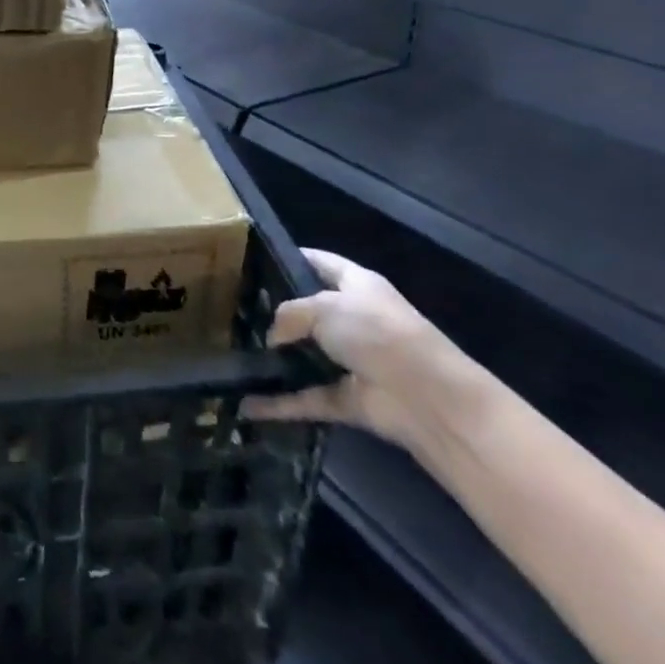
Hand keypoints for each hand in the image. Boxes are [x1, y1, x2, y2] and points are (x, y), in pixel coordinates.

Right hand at [244, 250, 483, 448]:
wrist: (428, 400)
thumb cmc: (377, 333)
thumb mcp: (324, 307)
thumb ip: (290, 314)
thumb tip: (273, 337)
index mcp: (357, 285)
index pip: (321, 263)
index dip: (292, 258)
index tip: (255, 260)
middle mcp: (355, 320)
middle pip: (310, 311)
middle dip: (277, 313)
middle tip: (237, 311)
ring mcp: (352, 361)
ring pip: (306, 356)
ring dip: (277, 360)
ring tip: (236, 352)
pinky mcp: (349, 399)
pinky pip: (307, 397)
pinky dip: (281, 404)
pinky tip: (248, 405)